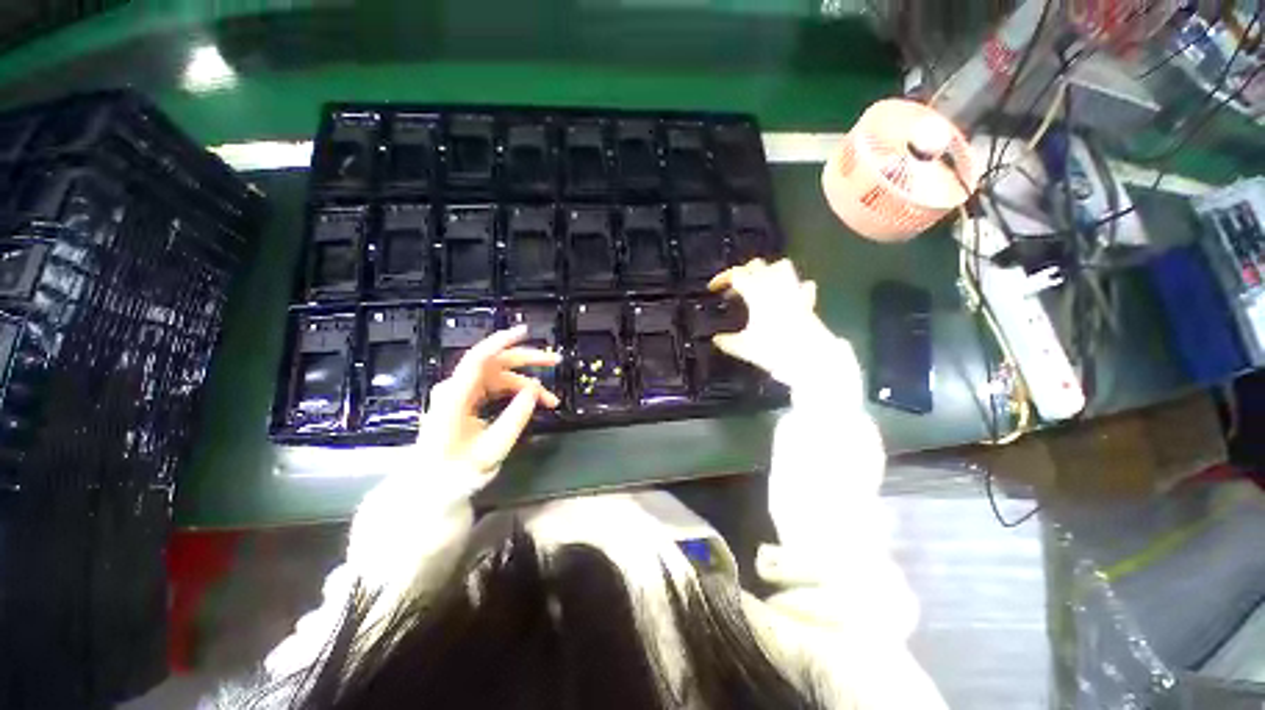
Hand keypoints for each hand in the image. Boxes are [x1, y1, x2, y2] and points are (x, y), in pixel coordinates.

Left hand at [420, 325, 560, 473]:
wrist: (431, 489)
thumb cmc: (459, 473)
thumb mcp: (494, 447)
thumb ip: (517, 416)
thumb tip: (535, 389)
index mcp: (456, 397)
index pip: (479, 358)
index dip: (502, 341)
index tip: (526, 332)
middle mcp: (455, 389)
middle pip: (494, 363)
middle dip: (527, 360)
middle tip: (555, 361)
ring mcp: (459, 394)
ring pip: (498, 376)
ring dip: (526, 383)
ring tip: (551, 400)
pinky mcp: (465, 402)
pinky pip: (494, 387)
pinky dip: (515, 391)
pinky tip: (532, 399)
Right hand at [707, 259, 831, 377]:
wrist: (809, 357)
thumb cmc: (773, 348)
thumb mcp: (743, 347)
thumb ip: (727, 341)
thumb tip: (716, 339)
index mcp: (756, 292)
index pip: (736, 275)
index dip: (722, 278)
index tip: (713, 288)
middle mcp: (774, 285)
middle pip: (757, 265)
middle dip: (743, 272)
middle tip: (735, 288)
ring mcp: (793, 290)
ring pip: (781, 266)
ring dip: (768, 271)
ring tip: (760, 286)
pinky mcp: (807, 301)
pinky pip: (802, 285)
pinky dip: (793, 287)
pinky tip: (788, 297)